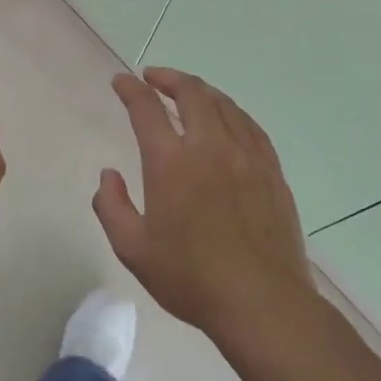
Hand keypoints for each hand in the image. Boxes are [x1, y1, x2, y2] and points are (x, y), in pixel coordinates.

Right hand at [94, 68, 315, 346]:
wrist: (262, 302)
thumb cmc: (191, 278)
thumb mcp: (133, 249)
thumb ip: (111, 206)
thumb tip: (108, 174)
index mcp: (171, 162)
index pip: (146, 108)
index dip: (130, 89)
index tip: (121, 81)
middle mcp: (209, 146)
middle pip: (191, 93)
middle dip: (168, 78)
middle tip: (153, 77)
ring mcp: (246, 156)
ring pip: (224, 104)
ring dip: (200, 90)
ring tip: (187, 91)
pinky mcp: (271, 171)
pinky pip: (250, 126)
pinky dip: (231, 112)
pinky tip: (227, 119)